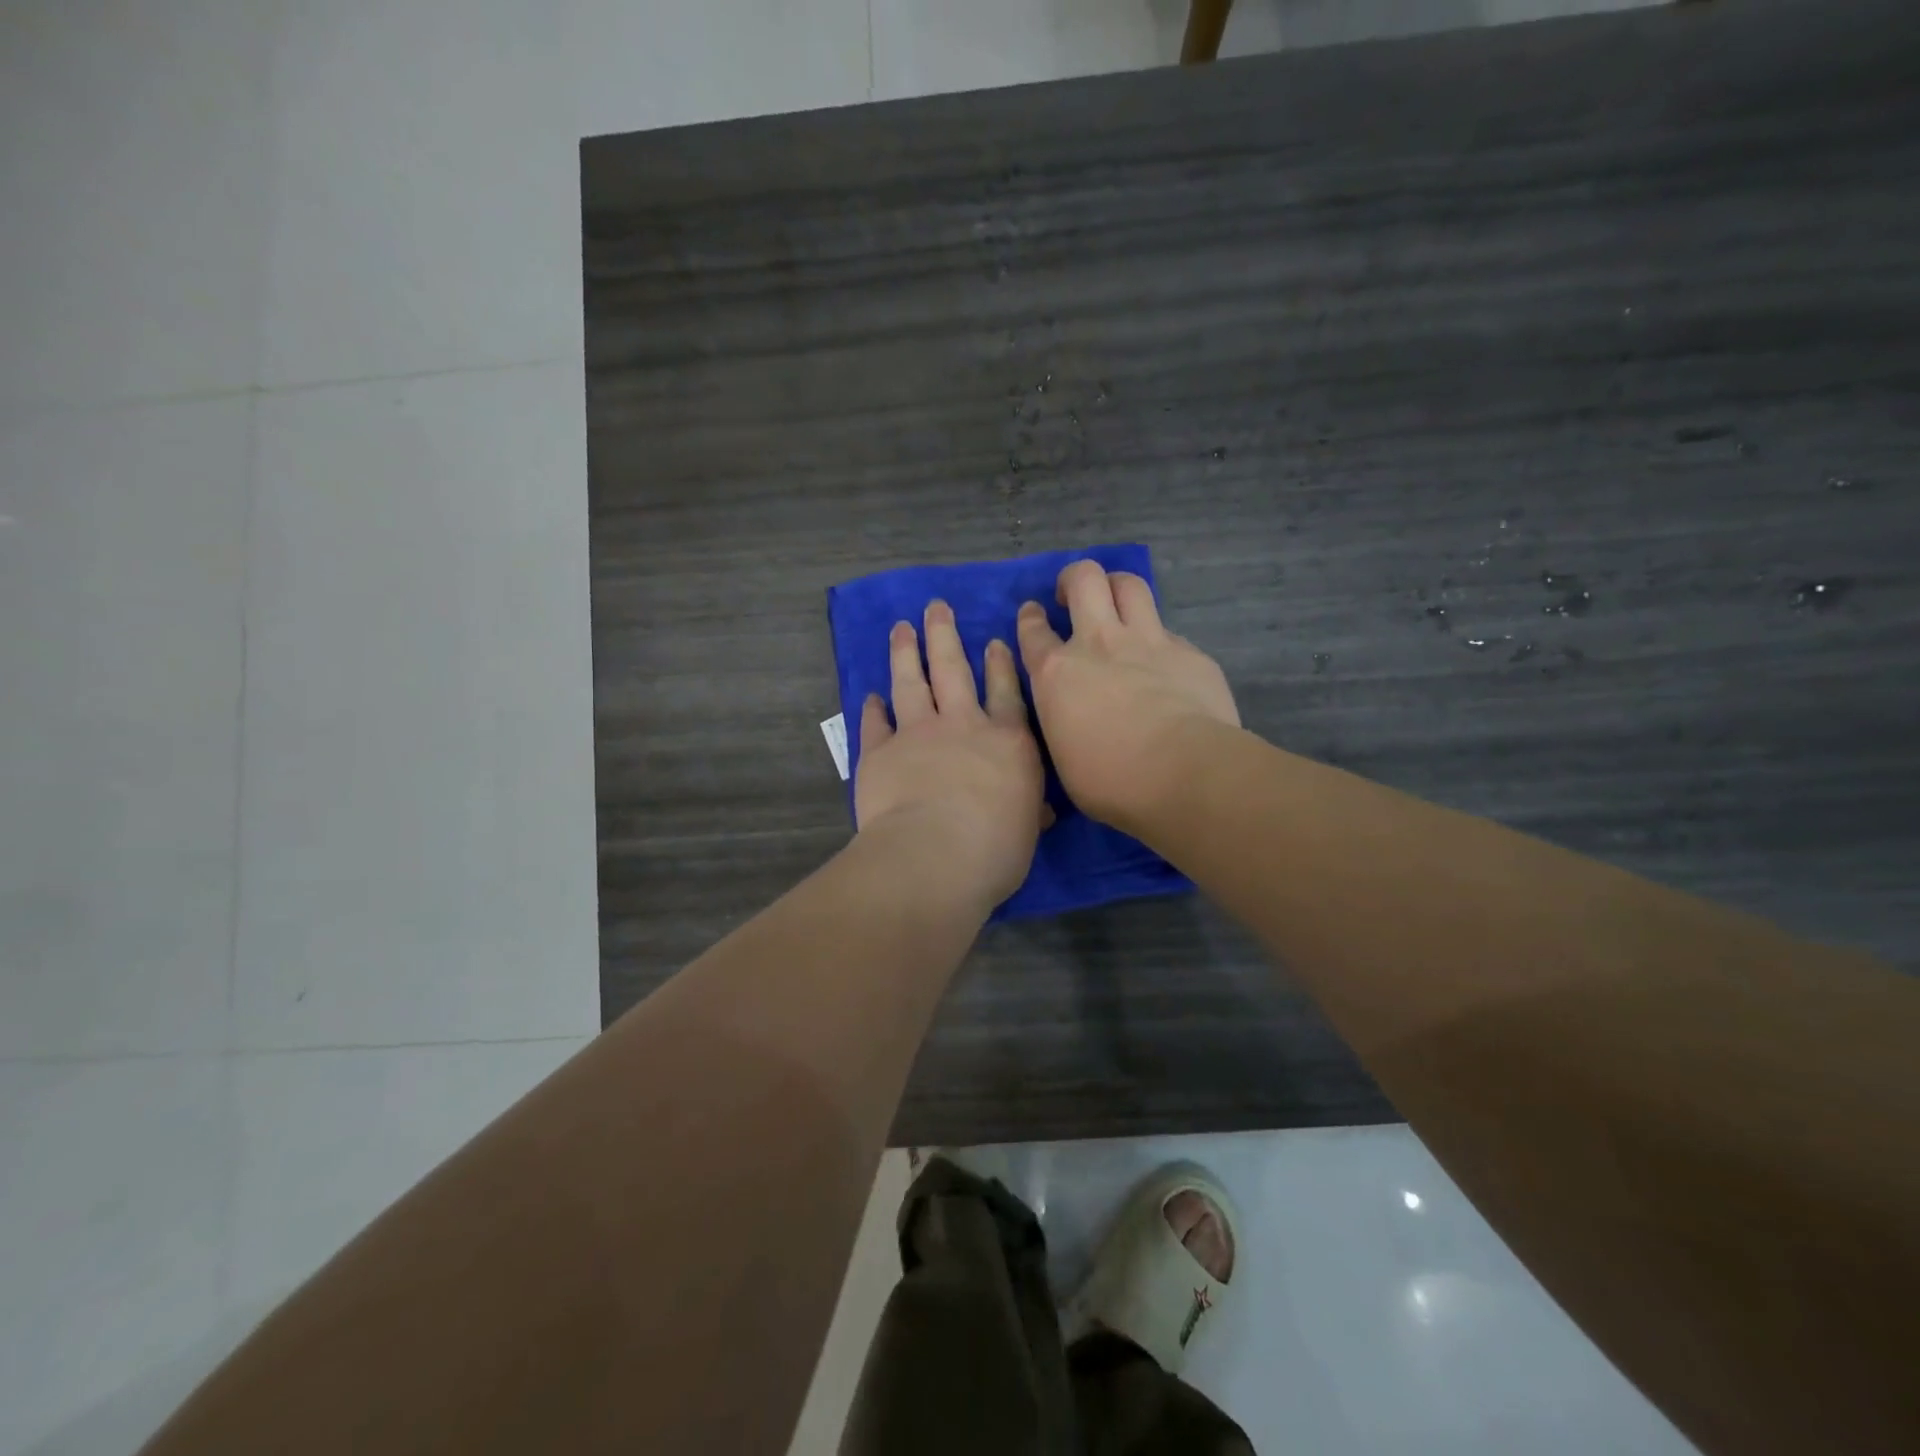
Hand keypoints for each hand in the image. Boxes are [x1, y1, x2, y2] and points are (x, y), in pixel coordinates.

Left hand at [854, 600, 1047, 909]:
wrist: (936, 855)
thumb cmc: (996, 848)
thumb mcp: (1027, 830)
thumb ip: (1029, 811)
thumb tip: (1040, 812)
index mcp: (1007, 741)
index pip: (1006, 692)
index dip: (1000, 664)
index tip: (993, 640)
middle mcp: (963, 725)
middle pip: (954, 669)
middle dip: (945, 635)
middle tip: (935, 607)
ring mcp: (918, 733)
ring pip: (911, 682)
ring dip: (906, 653)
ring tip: (901, 628)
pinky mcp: (880, 751)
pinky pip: (875, 723)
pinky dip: (872, 708)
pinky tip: (871, 695)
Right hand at [1016, 560, 1239, 834]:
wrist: (1184, 774)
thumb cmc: (1111, 781)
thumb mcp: (1062, 756)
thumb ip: (1063, 719)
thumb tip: (1075, 714)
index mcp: (1056, 673)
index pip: (1033, 630)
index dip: (1031, 619)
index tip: (1034, 616)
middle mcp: (1098, 643)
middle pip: (1084, 579)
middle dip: (1074, 578)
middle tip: (1073, 595)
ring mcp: (1148, 641)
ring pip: (1130, 585)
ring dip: (1118, 587)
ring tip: (1117, 603)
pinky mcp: (1189, 653)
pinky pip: (1169, 631)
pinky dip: (1159, 640)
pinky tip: (1164, 663)